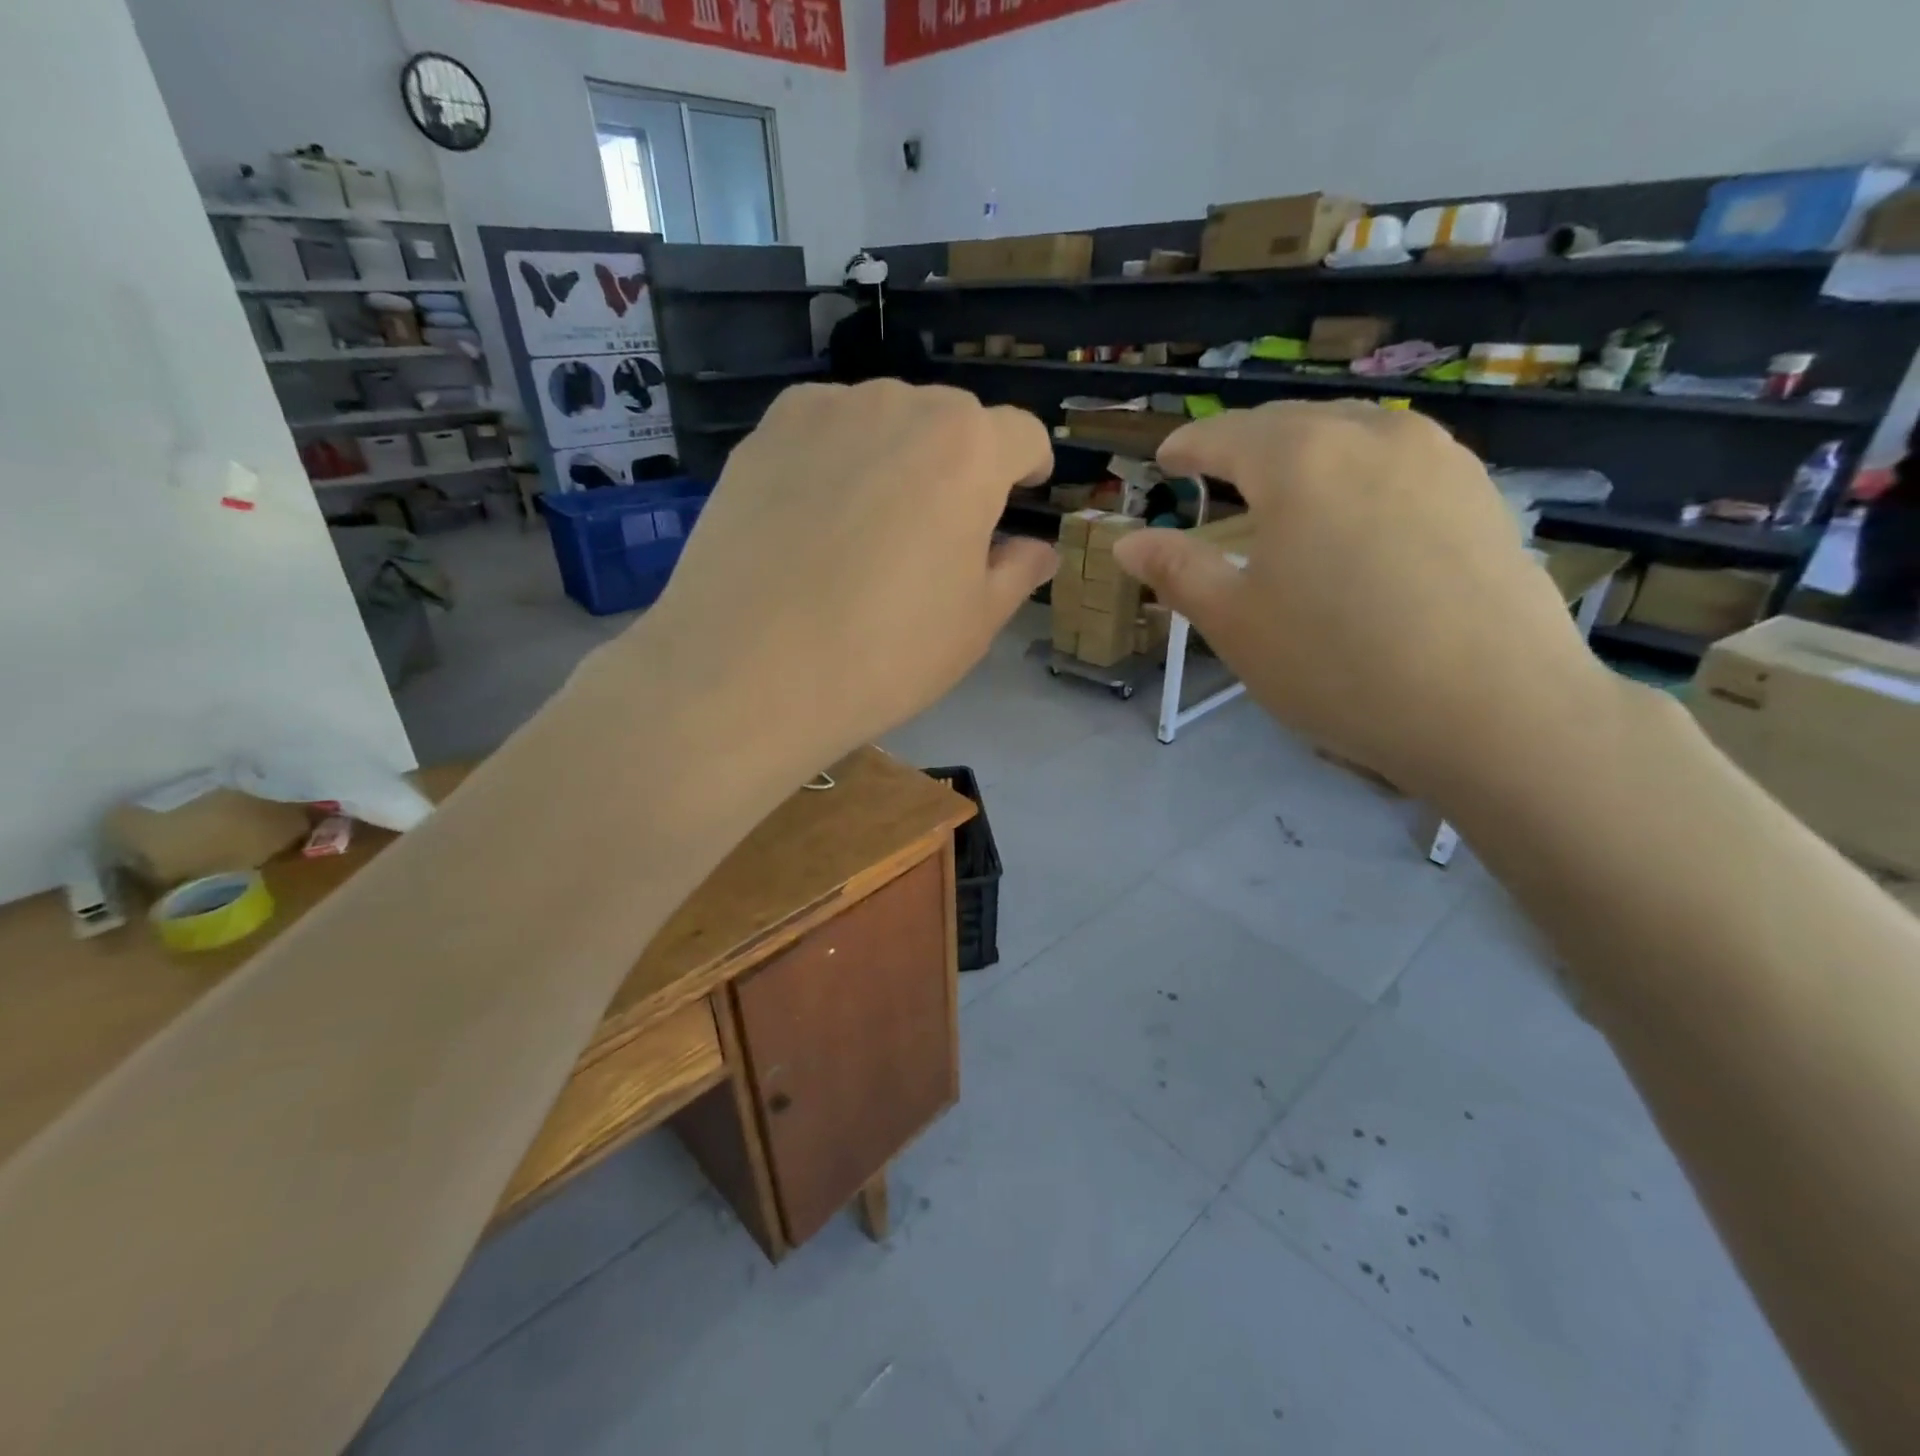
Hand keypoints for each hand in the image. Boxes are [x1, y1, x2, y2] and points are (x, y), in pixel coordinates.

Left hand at [627, 381, 1056, 775]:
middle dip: (962, 464)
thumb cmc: (884, 654)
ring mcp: (823, 412)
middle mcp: (899, 405)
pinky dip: (837, 459)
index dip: (1029, 468)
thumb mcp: (973, 624)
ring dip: (897, 457)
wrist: (748, 672)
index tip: (1022, 498)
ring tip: (872, 527)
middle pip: (952, 421)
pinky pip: (823, 431)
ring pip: (884, 420)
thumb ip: (1015, 573)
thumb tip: (1038, 550)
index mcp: (968, 449)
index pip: (1021, 435)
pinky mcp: (762, 434)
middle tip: (941, 531)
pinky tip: (816, 518)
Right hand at [1113, 402, 1620, 793]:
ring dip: (1304, 451)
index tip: (1165, 459)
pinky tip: (1355, 512)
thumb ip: (1177, 570)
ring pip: (1350, 434)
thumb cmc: (1338, 664)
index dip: (1188, 446)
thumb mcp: (1236, 623)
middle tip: (1213, 472)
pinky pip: (1398, 460)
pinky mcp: (1481, 491)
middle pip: (1290, 423)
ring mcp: (1438, 457)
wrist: (1496, 709)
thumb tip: (1127, 541)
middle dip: (1243, 443)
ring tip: (1281, 486)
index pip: (1225, 435)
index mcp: (1301, 459)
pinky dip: (1356, 472)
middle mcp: (1372, 434)